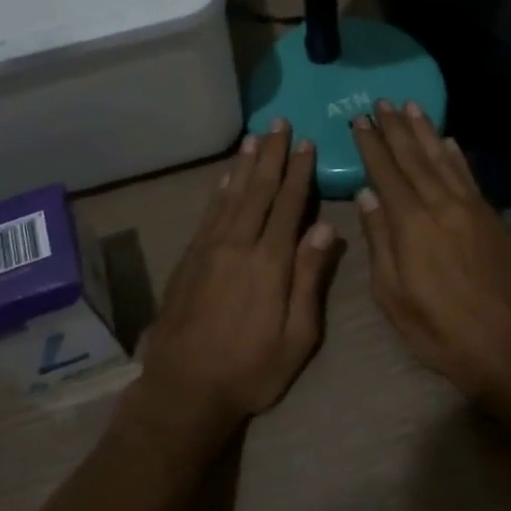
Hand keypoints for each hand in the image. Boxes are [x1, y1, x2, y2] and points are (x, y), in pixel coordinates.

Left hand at [138, 120, 341, 434]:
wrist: (184, 387)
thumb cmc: (251, 370)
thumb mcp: (296, 337)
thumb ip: (310, 280)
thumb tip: (326, 229)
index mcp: (270, 263)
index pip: (289, 205)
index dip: (299, 172)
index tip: (307, 143)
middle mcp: (238, 244)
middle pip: (259, 190)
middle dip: (272, 155)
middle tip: (280, 123)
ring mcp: (209, 249)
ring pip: (231, 195)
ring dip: (245, 164)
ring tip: (255, 137)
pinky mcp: (190, 258)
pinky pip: (209, 213)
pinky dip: (220, 190)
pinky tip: (226, 178)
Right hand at [352, 102, 510, 400]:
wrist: (508, 347)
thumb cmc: (439, 330)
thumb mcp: (393, 295)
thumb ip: (379, 241)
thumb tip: (366, 196)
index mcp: (411, 224)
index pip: (385, 173)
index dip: (371, 144)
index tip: (359, 120)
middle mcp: (441, 205)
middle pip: (414, 157)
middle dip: (395, 128)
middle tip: (381, 102)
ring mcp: (471, 209)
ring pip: (443, 159)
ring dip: (425, 131)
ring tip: (411, 106)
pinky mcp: (492, 218)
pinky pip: (469, 176)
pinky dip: (456, 155)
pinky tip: (447, 141)